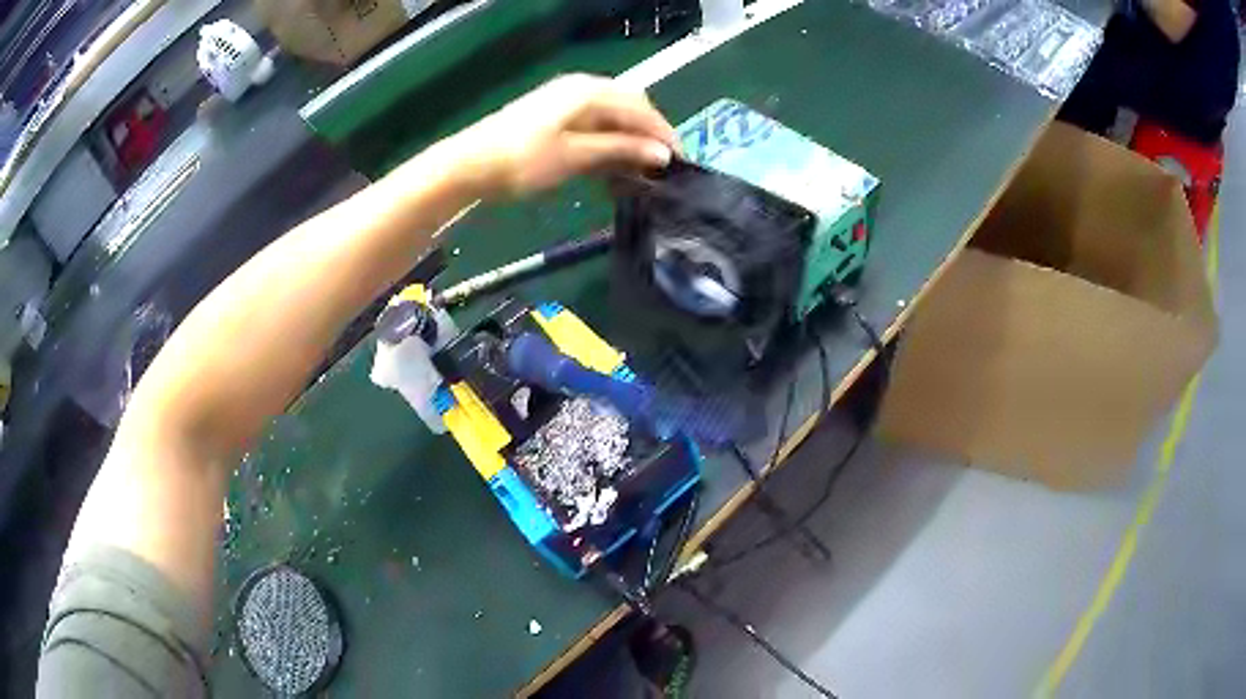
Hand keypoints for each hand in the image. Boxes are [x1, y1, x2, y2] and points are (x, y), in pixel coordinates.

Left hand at [442, 74, 677, 198]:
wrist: (468, 166)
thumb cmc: (523, 160)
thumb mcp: (576, 156)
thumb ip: (621, 150)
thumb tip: (662, 154)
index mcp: (590, 92)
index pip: (641, 109)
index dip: (663, 135)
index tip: (681, 164)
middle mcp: (582, 90)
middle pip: (628, 112)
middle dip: (646, 141)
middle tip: (660, 173)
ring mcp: (566, 104)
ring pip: (611, 123)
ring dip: (626, 148)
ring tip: (638, 180)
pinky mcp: (554, 120)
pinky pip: (592, 130)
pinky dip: (606, 150)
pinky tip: (610, 174)